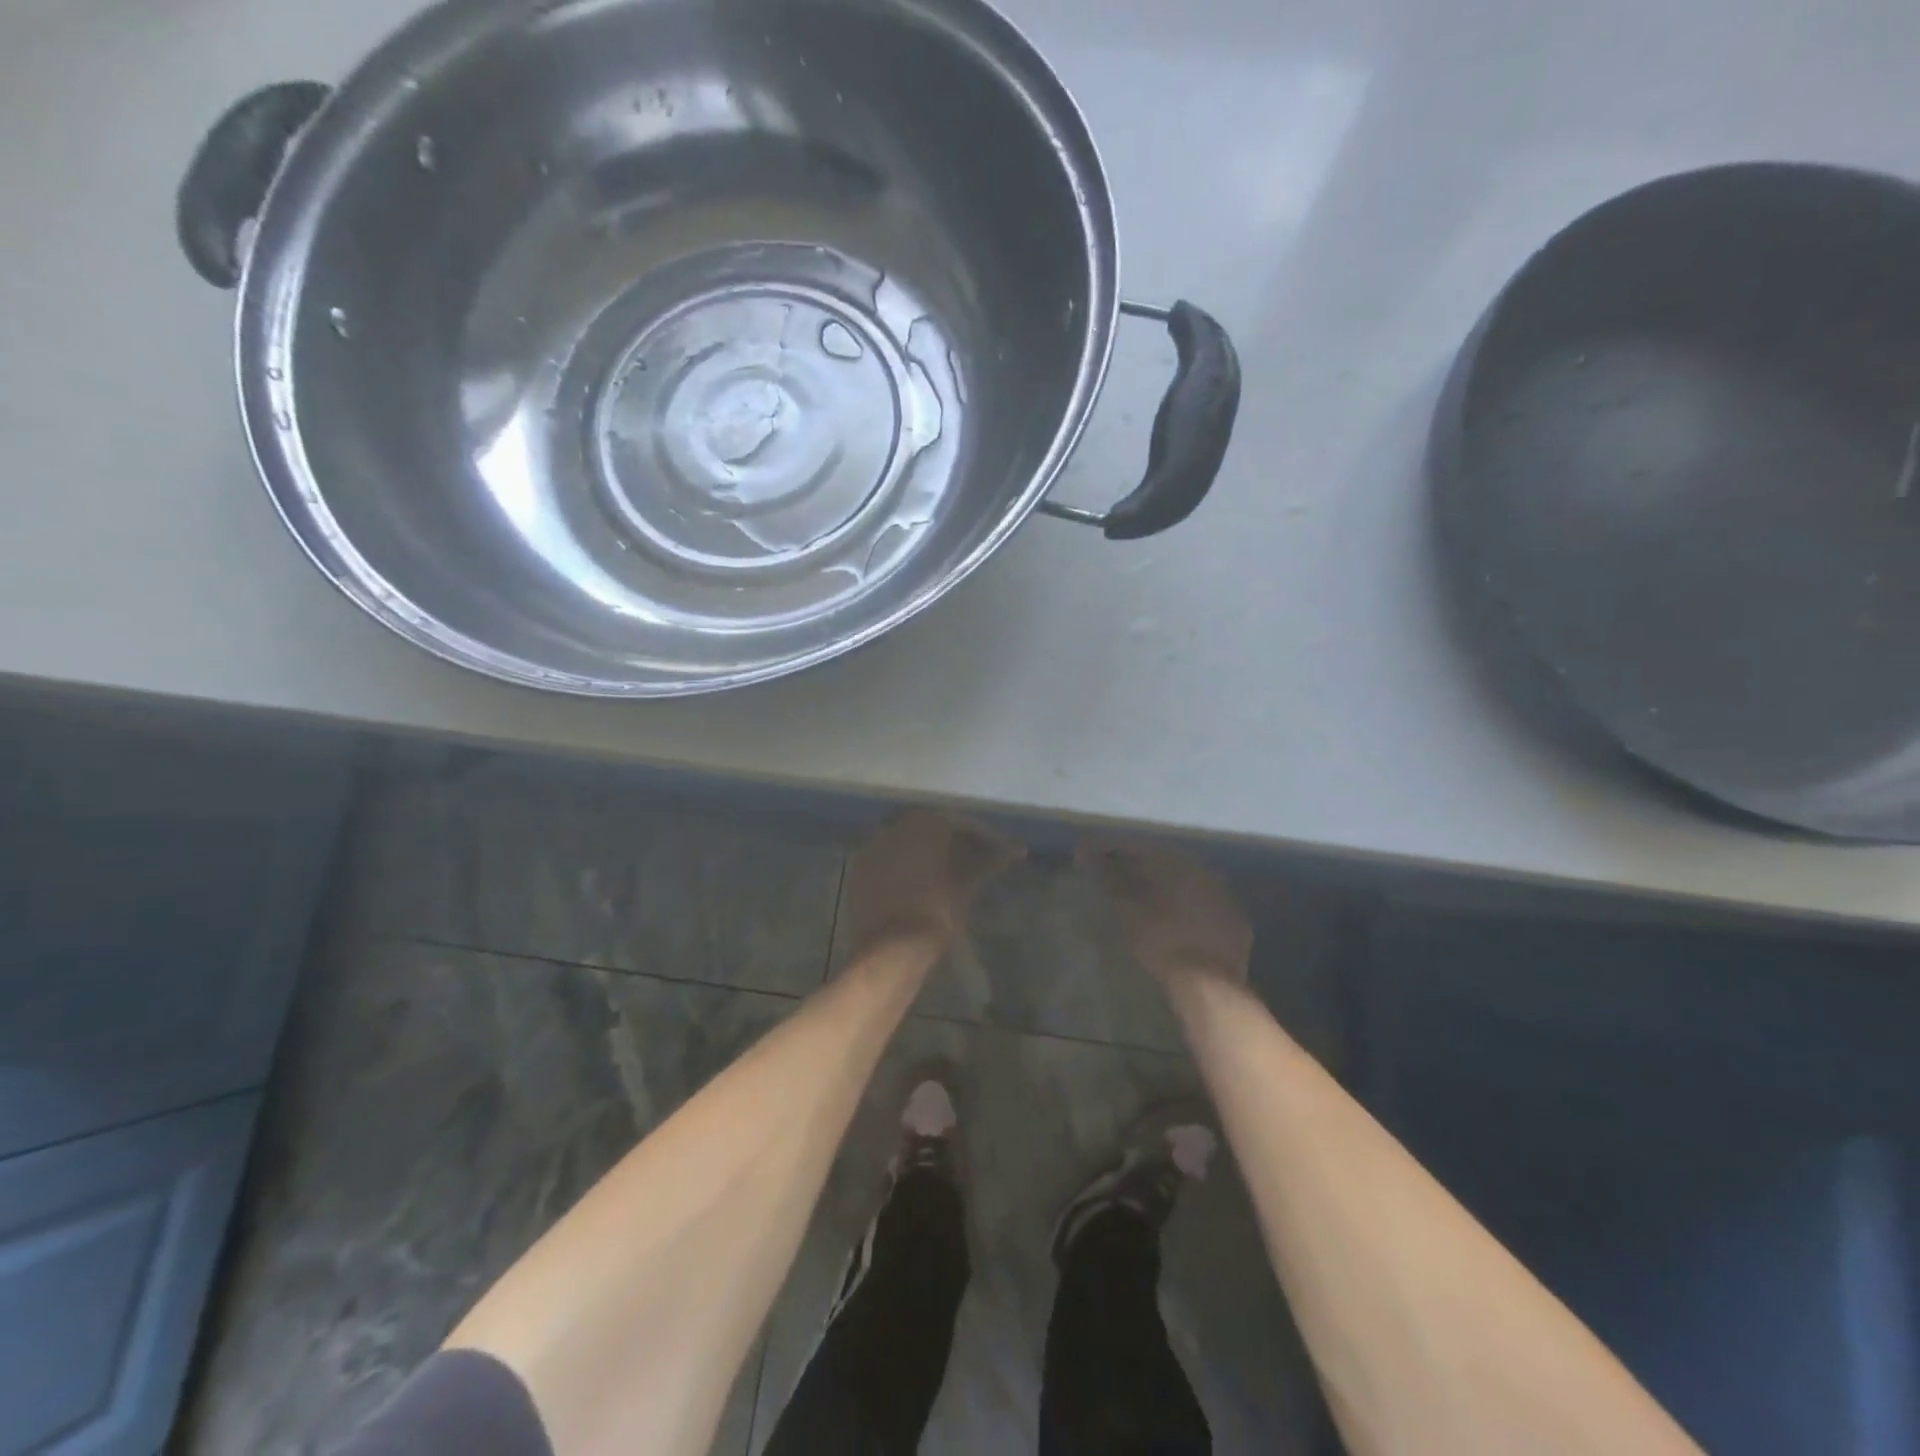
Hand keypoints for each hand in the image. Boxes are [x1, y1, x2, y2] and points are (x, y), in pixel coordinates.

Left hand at [844, 809, 1025, 962]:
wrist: (890, 950)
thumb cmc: (935, 914)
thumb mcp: (968, 887)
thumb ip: (990, 862)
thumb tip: (1017, 849)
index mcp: (923, 824)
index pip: (959, 822)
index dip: (983, 836)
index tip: (1000, 852)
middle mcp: (894, 827)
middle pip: (931, 827)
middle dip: (953, 840)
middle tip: (974, 858)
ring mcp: (872, 848)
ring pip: (907, 840)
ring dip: (928, 850)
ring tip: (949, 870)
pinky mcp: (859, 871)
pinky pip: (888, 857)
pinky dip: (905, 864)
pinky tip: (919, 881)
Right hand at [1078, 839, 1251, 986]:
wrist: (1210, 986)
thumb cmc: (1163, 941)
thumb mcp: (1128, 909)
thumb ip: (1109, 877)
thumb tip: (1086, 852)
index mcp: (1180, 864)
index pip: (1140, 848)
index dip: (1112, 849)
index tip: (1090, 854)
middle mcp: (1206, 874)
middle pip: (1166, 863)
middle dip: (1140, 866)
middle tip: (1114, 873)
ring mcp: (1226, 901)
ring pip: (1188, 885)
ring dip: (1165, 887)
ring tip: (1142, 897)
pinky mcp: (1237, 927)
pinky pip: (1205, 908)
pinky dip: (1186, 909)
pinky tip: (1174, 920)